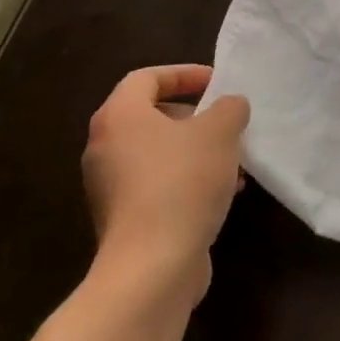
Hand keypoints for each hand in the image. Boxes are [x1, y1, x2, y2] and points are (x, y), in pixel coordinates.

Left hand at [82, 65, 249, 307]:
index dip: (184, 74)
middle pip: (151, 116)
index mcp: (119, 116)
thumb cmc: (183, 182)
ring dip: (197, 152)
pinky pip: (158, 185)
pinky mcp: (123, 220)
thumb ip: (229, 108)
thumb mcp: (220, 132)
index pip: (147, 78)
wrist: (152, 266)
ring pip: (158, 154)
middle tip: (227, 124)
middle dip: (195, 117)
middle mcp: (105, 148)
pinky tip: (223, 194)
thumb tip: (230, 106)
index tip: (217, 84)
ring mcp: (110, 187)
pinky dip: (187, 181)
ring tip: (234, 163)